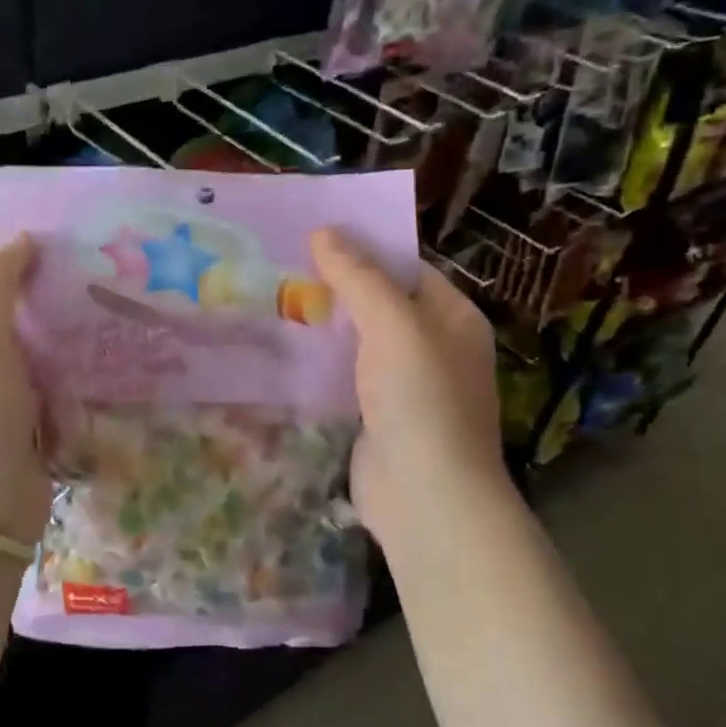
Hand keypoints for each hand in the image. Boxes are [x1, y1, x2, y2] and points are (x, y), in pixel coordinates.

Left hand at [0, 210, 49, 547]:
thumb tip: (18, 243)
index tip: (12, 213)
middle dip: (9, 267)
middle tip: (58, 248)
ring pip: (10, 332)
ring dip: (39, 307)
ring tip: (80, 284)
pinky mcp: (16, 414)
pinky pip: (36, 369)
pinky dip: (57, 350)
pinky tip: (88, 340)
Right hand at [309, 229, 509, 556]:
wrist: (424, 495)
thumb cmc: (420, 400)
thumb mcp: (393, 325)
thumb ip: (359, 278)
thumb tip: (324, 231)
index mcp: (452, 318)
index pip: (408, 268)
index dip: (365, 248)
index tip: (314, 236)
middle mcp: (434, 347)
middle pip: (381, 304)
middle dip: (337, 287)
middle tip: (283, 266)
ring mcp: (405, 386)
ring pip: (360, 343)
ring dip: (325, 327)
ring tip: (273, 300)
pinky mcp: (377, 417)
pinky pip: (347, 378)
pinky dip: (321, 365)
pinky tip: (284, 352)